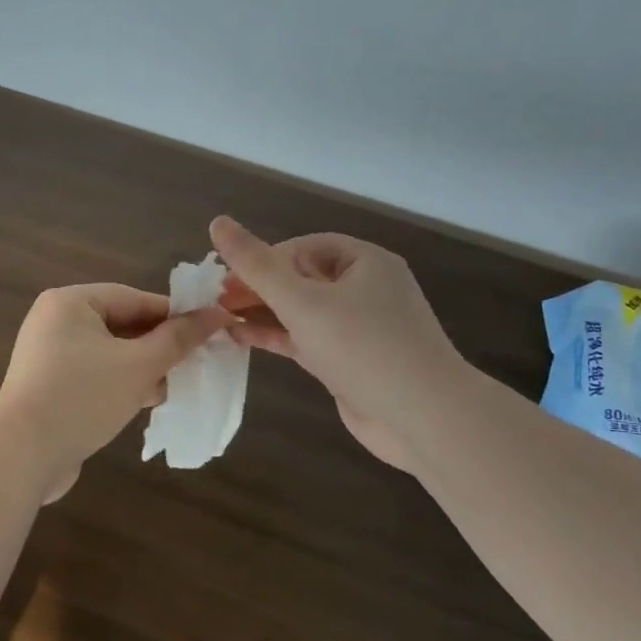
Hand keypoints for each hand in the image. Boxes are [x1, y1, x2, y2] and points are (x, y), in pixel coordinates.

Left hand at [0, 283, 234, 502]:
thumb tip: (217, 314)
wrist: (22, 456)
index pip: (134, 298)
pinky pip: (95, 374)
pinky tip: (146, 402)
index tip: (209, 332)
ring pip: (110, 352)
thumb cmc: (83, 397)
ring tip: (173, 386)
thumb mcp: (139, 366)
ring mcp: (49, 355)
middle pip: (122, 324)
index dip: (174, 315)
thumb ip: (178, 339)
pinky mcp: (50, 386)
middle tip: (194, 363)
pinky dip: (121, 383)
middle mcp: (55, 321)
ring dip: (143, 368)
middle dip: (159, 346)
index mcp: (70, 302)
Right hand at [209, 217, 466, 471]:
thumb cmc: (363, 347)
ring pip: (302, 311)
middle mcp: (365, 290)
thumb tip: (218, 222)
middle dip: (259, 287)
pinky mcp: (350, 362)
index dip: (264, 259)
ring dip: (263, 312)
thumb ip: (257, 265)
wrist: (423, 419)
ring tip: (219, 318)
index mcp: (365, 262)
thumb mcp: (302, 301)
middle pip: (301, 278)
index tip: (228, 278)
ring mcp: (359, 329)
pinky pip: (307, 339)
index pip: (303, 247)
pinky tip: (241, 339)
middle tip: (217, 300)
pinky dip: (276, 336)